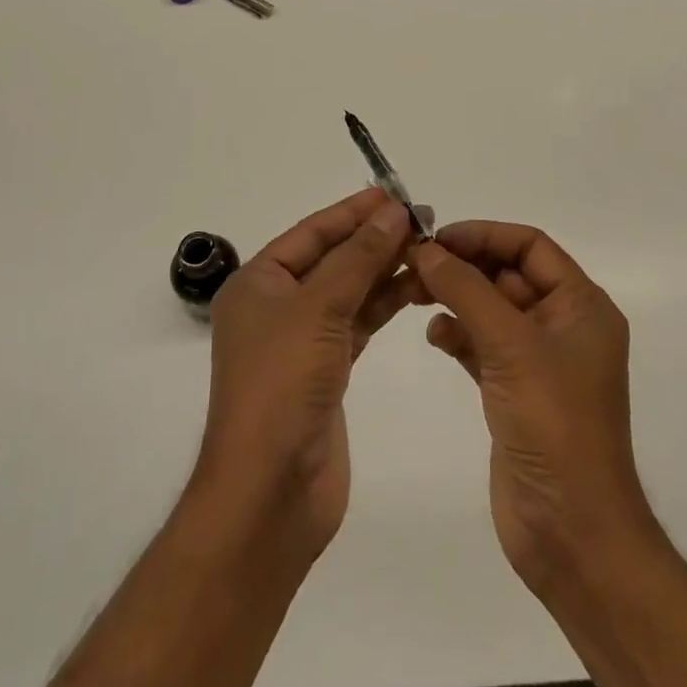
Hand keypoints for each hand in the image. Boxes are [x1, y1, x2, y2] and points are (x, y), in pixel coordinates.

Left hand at [195, 188, 417, 560]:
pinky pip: (357, 324)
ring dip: (383, 270)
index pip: (311, 233)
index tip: (392, 194)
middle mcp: (277, 306)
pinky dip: (382, 305)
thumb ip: (358, 257)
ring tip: (427, 249)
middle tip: (421, 220)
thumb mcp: (319, 308)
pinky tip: (412, 288)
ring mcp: (301, 341)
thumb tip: (391, 211)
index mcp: (259, 283)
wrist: (270, 492)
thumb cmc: (282, 384)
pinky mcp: (325, 372)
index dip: (351, 211)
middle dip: (373, 239)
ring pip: (348, 291)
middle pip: (331, 260)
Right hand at [409, 222, 651, 593]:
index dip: (484, 235)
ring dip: (455, 297)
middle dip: (463, 266)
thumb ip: (466, 290)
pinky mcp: (515, 391)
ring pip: (490, 309)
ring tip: (413, 294)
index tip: (436, 238)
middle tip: (413, 264)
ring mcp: (539, 361)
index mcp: (581, 306)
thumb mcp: (511, 345)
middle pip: (507, 274)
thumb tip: (426, 248)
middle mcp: (562, 326)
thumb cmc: (554, 425)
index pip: (530, 246)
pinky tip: (435, 335)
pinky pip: (482, 345)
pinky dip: (458, 334)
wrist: (572, 535)